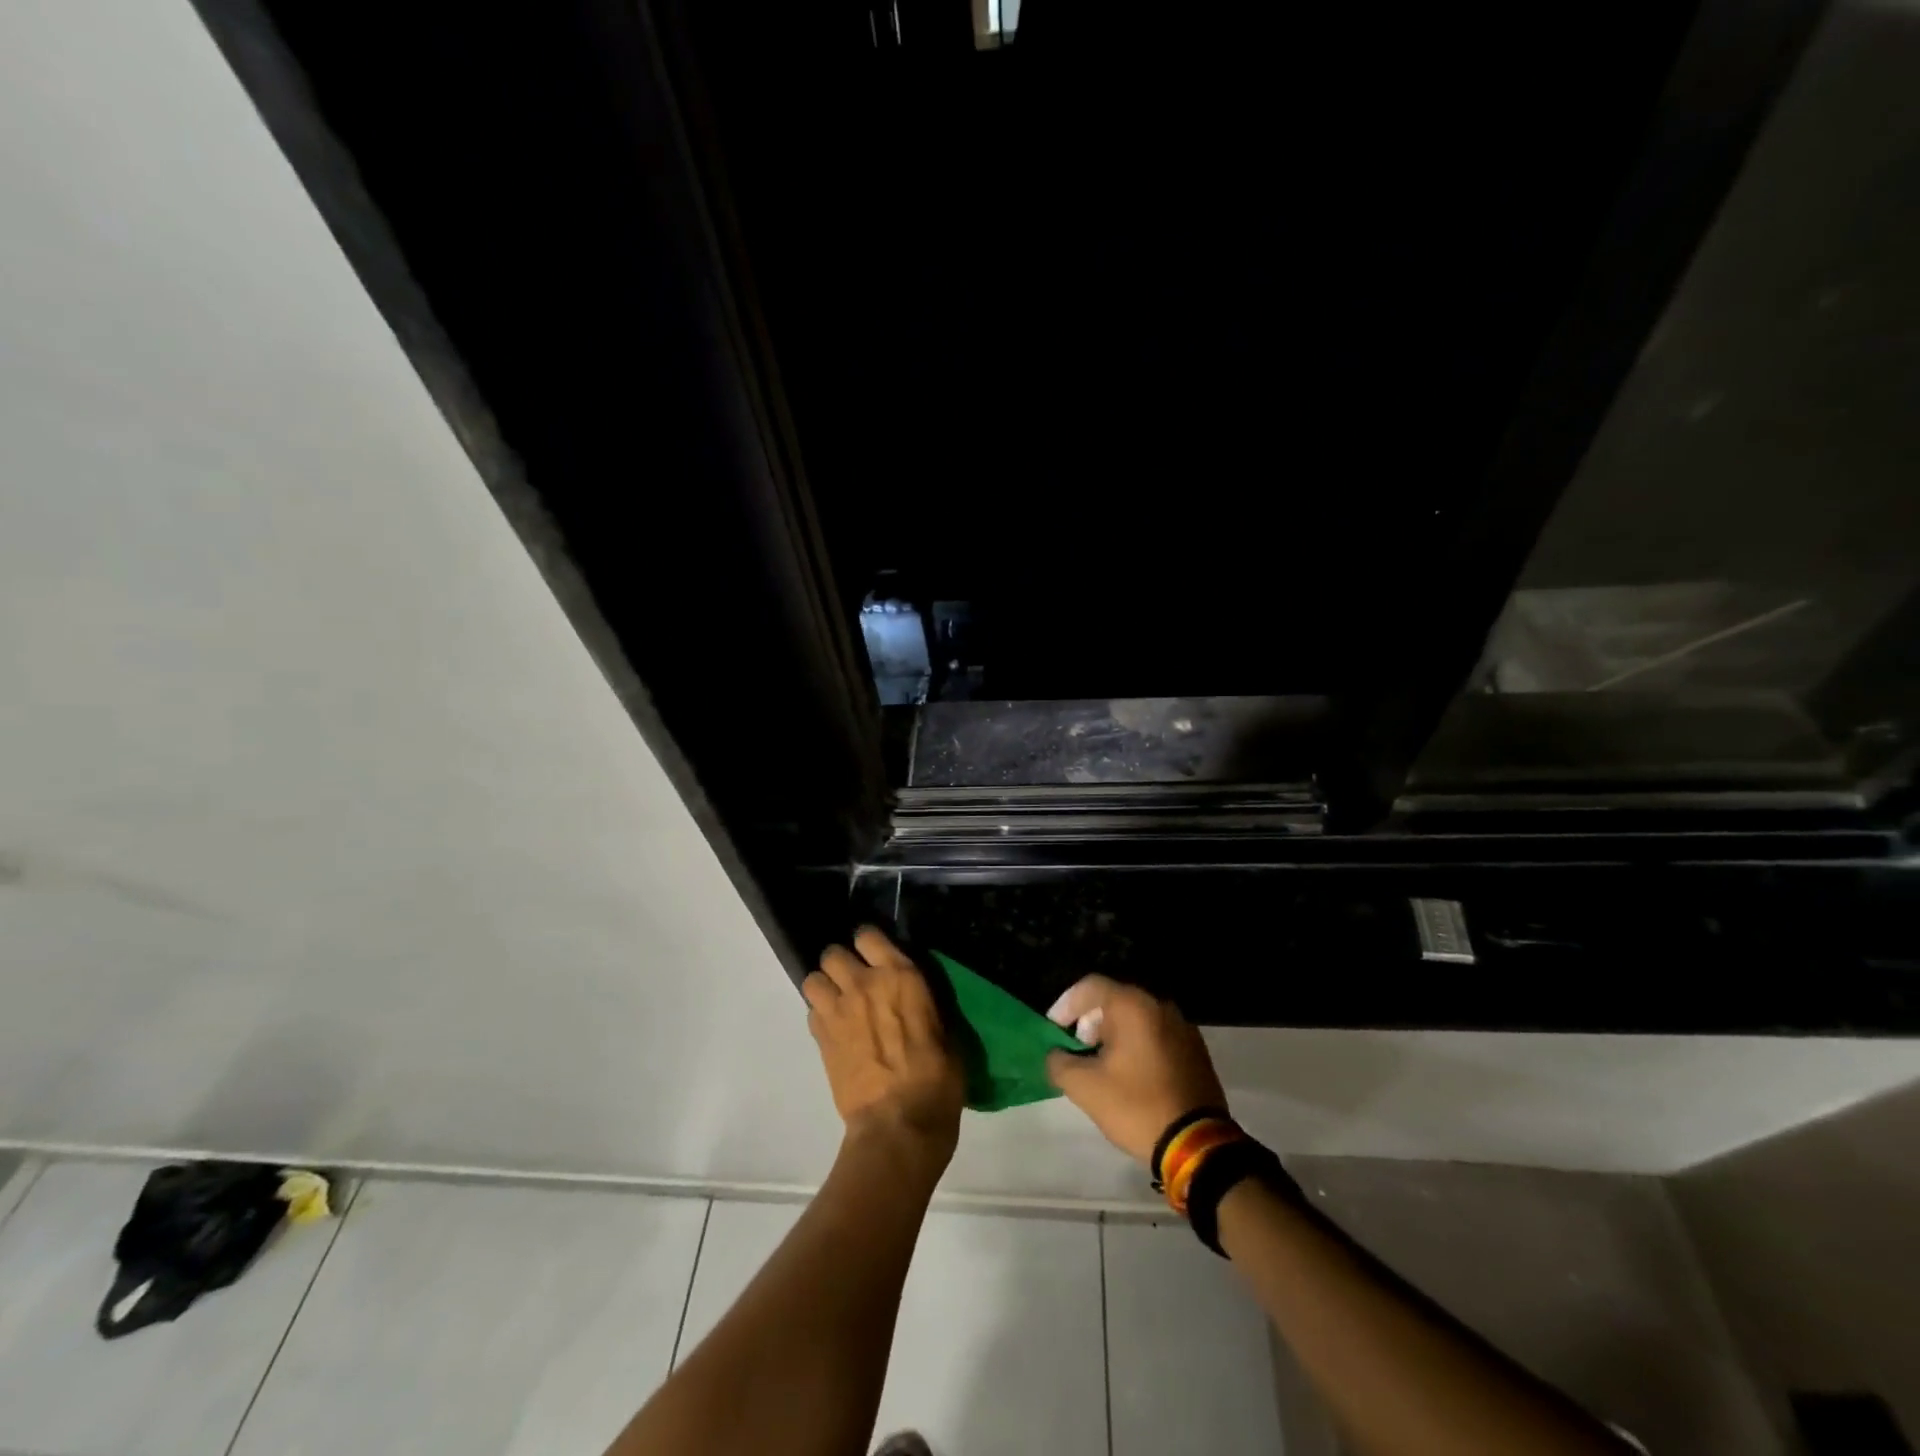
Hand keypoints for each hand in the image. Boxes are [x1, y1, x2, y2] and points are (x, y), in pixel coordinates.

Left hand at [804, 927, 965, 1166]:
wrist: (900, 1124)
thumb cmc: (937, 1078)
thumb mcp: (945, 1031)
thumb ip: (921, 1003)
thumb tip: (913, 998)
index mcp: (900, 975)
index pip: (869, 935)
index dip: (869, 943)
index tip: (876, 956)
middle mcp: (863, 983)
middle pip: (833, 953)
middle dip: (841, 964)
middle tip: (855, 982)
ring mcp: (838, 1010)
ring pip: (813, 979)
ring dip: (825, 988)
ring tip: (839, 1004)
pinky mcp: (821, 1038)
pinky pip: (811, 1012)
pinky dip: (820, 1016)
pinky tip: (835, 1031)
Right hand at [1044, 976, 1226, 1165]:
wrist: (1198, 1145)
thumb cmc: (1137, 1107)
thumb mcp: (1085, 1087)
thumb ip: (1058, 1062)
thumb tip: (1055, 1054)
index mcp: (1133, 1005)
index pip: (1090, 987)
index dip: (1065, 1005)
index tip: (1053, 1031)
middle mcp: (1160, 1006)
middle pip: (1114, 1000)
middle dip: (1089, 1022)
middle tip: (1077, 1050)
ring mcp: (1182, 1027)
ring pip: (1137, 1018)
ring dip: (1113, 1035)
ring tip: (1102, 1066)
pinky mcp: (1195, 1050)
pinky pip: (1156, 1035)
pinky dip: (1137, 1046)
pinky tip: (1130, 1075)